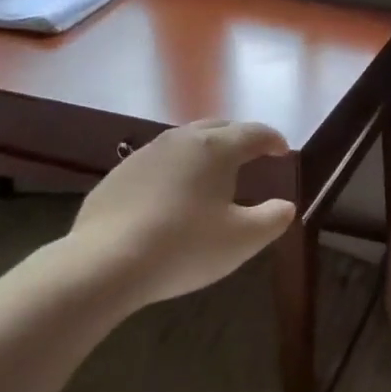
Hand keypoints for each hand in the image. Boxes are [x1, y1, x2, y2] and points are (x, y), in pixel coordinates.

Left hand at [58, 119, 295, 309]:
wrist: (104, 264)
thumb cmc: (184, 247)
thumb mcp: (242, 240)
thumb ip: (272, 219)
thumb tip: (286, 206)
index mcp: (215, 149)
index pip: (253, 132)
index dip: (273, 140)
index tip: (283, 151)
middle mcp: (180, 140)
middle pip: (217, 127)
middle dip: (239, 137)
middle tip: (251, 154)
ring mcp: (144, 155)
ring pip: (184, 142)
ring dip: (204, 151)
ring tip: (212, 173)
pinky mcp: (117, 175)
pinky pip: (156, 162)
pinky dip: (174, 170)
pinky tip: (171, 195)